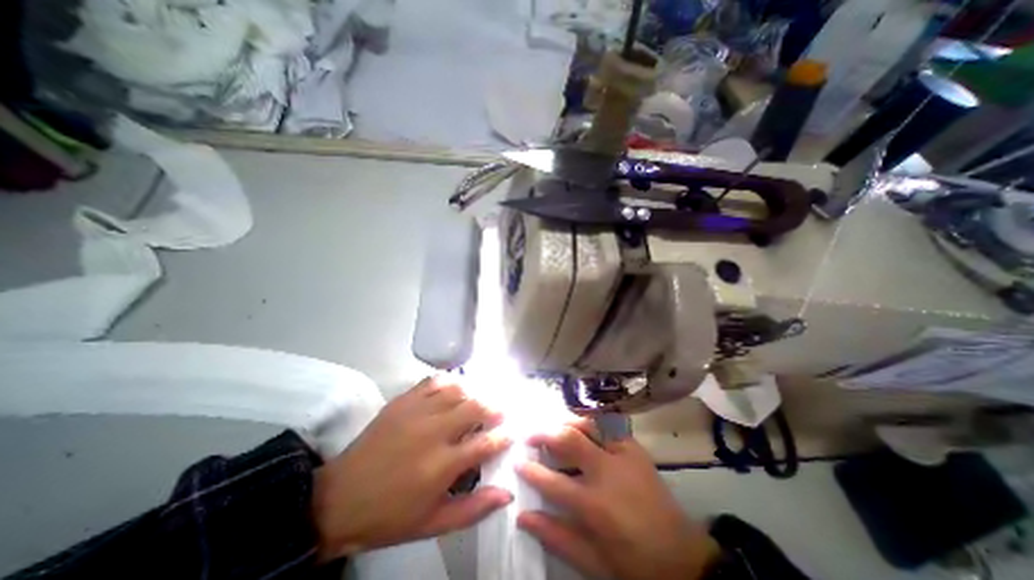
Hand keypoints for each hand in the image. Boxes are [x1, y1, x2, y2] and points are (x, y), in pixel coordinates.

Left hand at [312, 376, 512, 561]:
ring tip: (477, 403)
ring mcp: (417, 411)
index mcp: (442, 465)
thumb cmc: (390, 515)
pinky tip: (453, 391)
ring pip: (457, 391)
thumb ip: (474, 509)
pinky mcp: (403, 401)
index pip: (485, 443)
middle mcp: (433, 432)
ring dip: (473, 395)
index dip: (503, 437)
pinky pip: (433, 382)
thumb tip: (507, 493)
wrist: (339, 499)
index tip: (510, 434)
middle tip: (498, 414)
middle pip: (475, 408)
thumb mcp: (434, 523)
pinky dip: (448, 383)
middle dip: (493, 409)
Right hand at [518, 421, 719, 579]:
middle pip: (569, 439)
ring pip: (589, 424)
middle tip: (530, 434)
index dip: (530, 470)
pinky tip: (583, 426)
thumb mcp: (593, 561)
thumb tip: (522, 516)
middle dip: (544, 433)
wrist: (683, 558)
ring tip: (554, 426)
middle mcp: (608, 471)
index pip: (552, 482)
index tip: (517, 462)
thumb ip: (556, 536)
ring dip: (567, 421)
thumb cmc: (634, 563)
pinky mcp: (636, 448)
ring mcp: (624, 455)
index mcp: (595, 504)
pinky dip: (592, 421)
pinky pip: (609, 425)